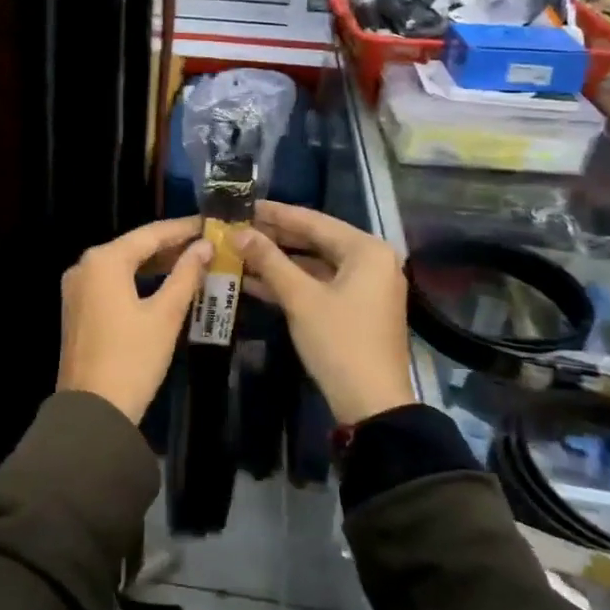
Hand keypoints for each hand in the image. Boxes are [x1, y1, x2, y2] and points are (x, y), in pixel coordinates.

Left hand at [57, 218, 211, 424]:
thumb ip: (186, 275)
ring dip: (156, 264)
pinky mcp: (78, 308)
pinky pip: (112, 283)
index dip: (183, 228)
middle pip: (134, 246)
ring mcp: (77, 288)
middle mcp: (85, 266)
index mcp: (104, 260)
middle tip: (207, 244)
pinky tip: (164, 285)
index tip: (211, 224)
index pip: (150, 234)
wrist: (92, 411)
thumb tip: (204, 246)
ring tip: (193, 262)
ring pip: (123, 265)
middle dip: (170, 246)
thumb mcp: (165, 315)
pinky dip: (138, 280)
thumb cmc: (133, 359)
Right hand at [236, 202, 417, 424]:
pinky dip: (291, 283)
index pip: (314, 221)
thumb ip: (269, 260)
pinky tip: (254, 281)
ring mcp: (366, 287)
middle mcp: (372, 261)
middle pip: (315, 240)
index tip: (244, 204)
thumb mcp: (300, 298)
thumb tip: (237, 232)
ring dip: (279, 262)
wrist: (372, 404)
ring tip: (239, 252)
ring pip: (315, 264)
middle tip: (237, 227)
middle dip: (274, 237)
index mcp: (366, 250)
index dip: (276, 214)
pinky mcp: (357, 309)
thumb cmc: (339, 342)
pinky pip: (320, 284)